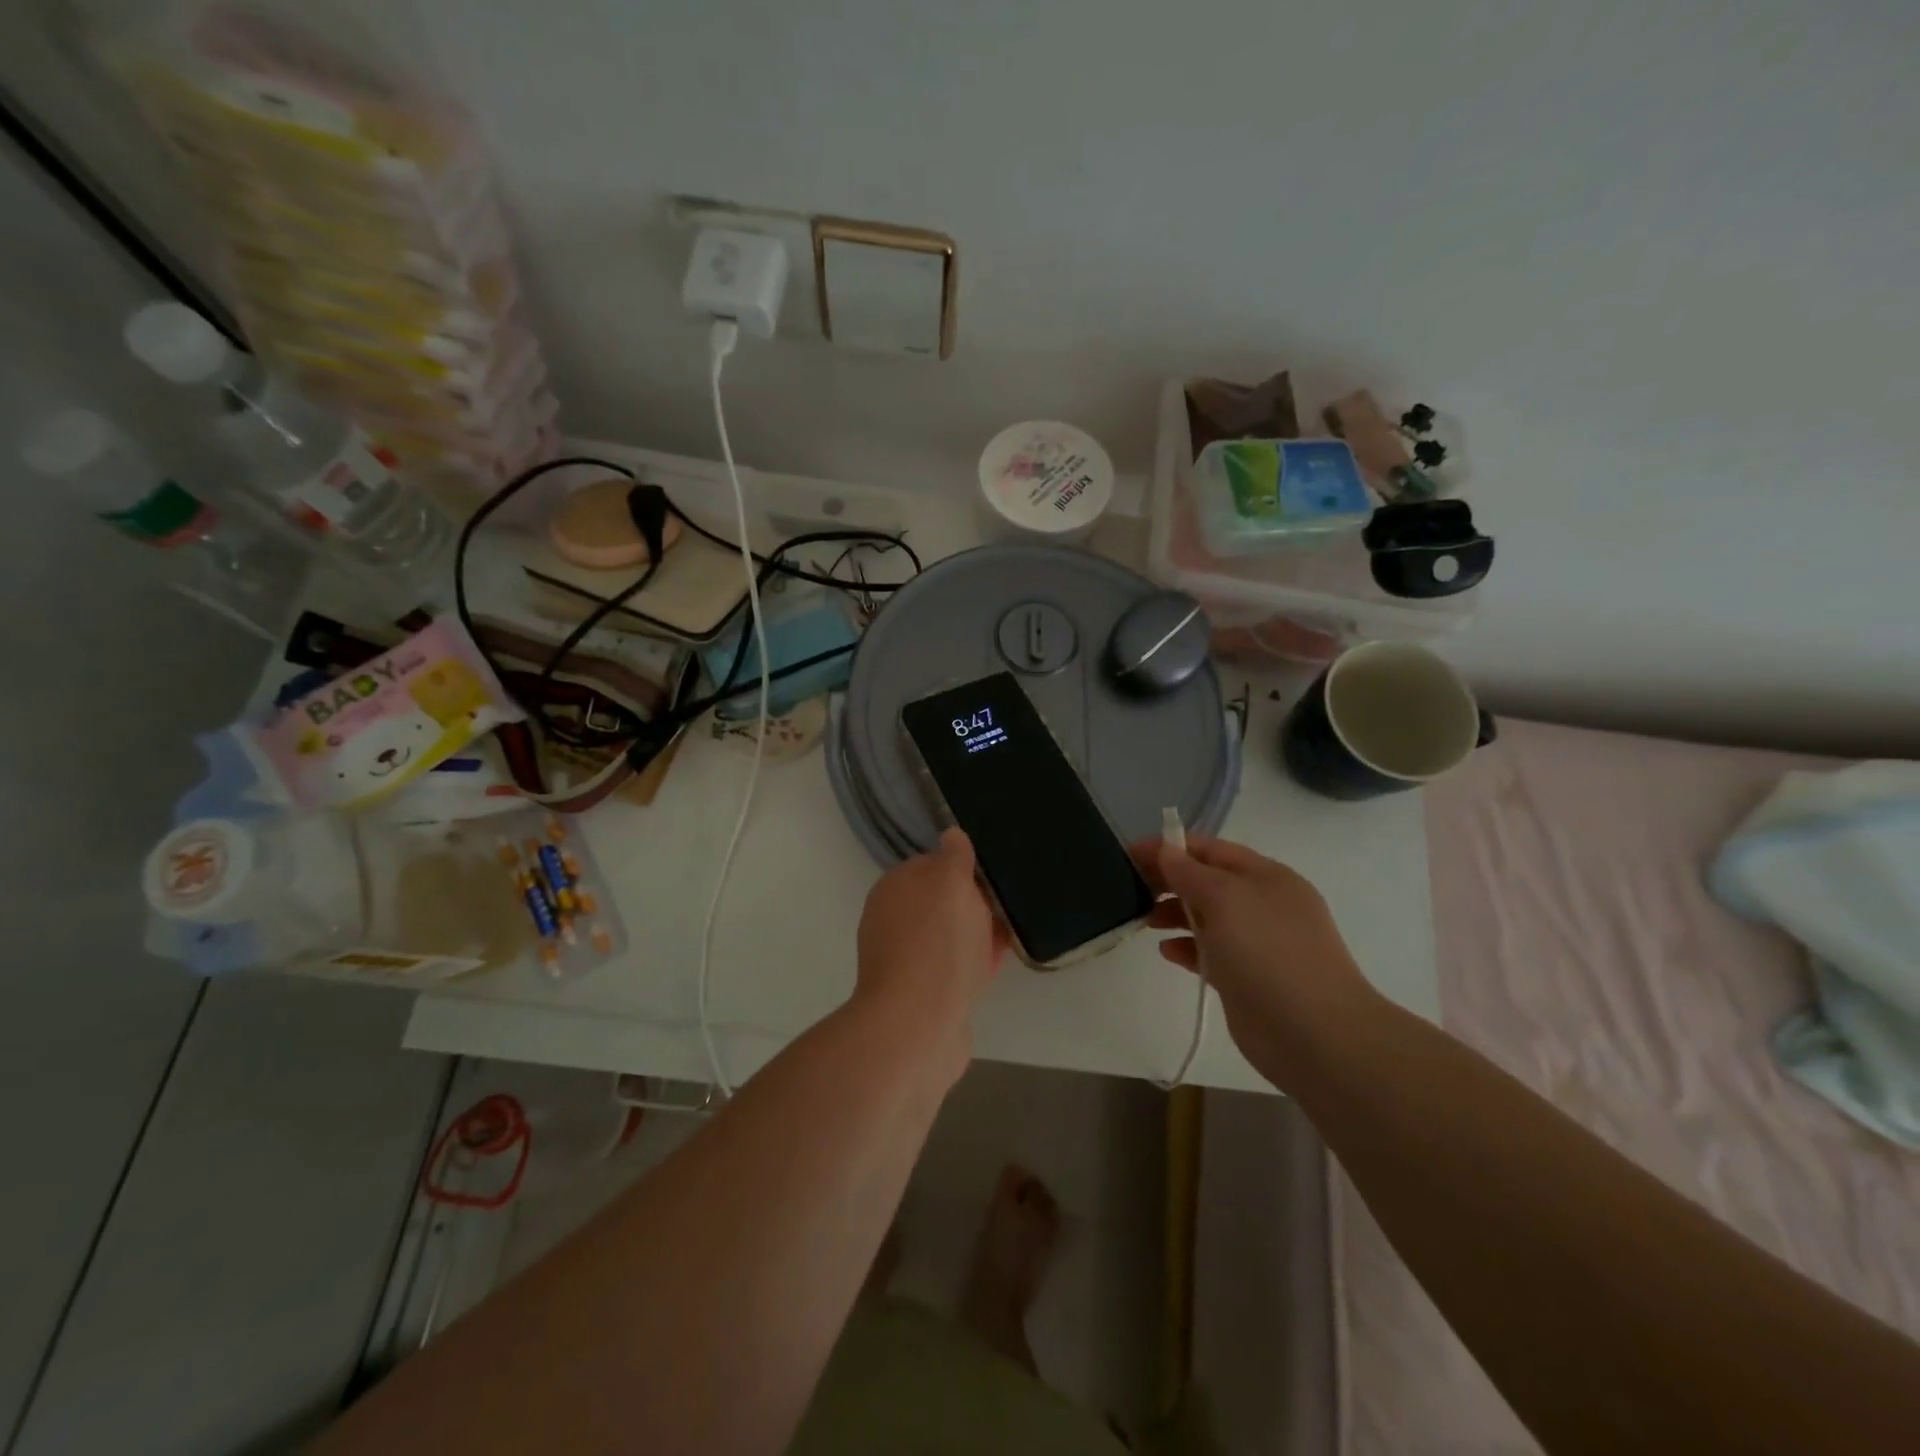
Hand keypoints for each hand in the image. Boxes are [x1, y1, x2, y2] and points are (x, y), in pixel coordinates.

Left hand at [855, 829, 1007, 1068]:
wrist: (917, 1026)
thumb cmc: (936, 944)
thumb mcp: (951, 883)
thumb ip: (954, 856)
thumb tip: (952, 834)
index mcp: (894, 888)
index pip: (933, 864)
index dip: (965, 868)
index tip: (995, 876)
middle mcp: (892, 920)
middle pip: (942, 902)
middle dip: (975, 903)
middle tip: (1009, 905)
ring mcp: (905, 959)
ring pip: (950, 936)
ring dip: (978, 934)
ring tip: (1012, 933)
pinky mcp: (921, 994)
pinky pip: (954, 968)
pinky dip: (975, 964)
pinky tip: (999, 965)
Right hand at [1134, 834, 1378, 1081]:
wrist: (1313, 1034)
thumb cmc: (1267, 952)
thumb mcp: (1224, 898)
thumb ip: (1189, 872)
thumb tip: (1166, 850)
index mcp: (1266, 876)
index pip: (1210, 849)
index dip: (1169, 847)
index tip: (1129, 854)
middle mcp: (1262, 904)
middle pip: (1206, 881)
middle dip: (1169, 880)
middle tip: (1129, 887)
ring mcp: (1256, 942)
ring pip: (1205, 916)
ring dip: (1173, 913)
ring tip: (1143, 919)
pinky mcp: (1245, 977)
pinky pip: (1209, 951)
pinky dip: (1186, 947)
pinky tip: (1166, 951)